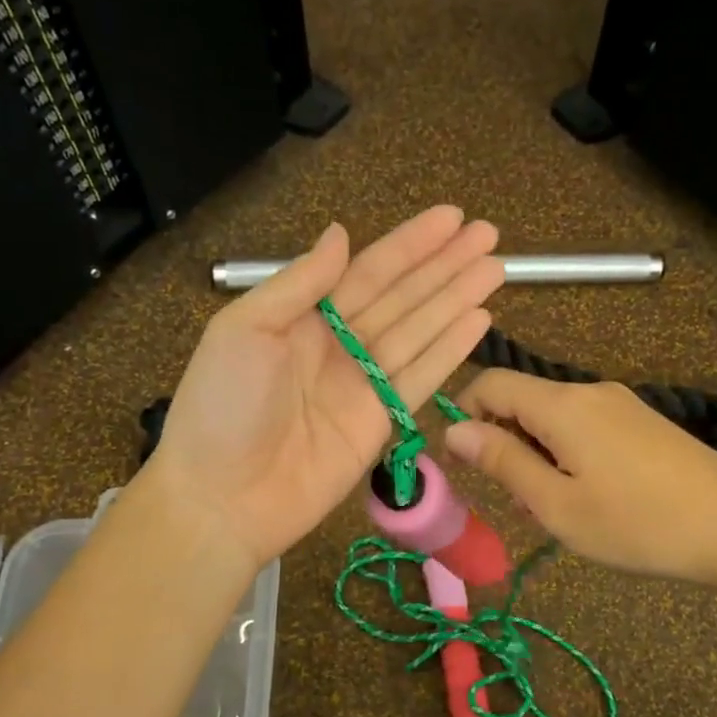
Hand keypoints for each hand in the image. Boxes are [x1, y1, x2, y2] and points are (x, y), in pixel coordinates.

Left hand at [143, 208, 502, 569]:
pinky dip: (450, 350)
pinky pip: (421, 377)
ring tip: (495, 270)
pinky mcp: (380, 422)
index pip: (368, 271)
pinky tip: (478, 321)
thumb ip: (299, 283)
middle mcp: (339, 344)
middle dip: (445, 266)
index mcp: (303, 317)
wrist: (222, 498)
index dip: (411, 245)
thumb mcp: (245, 330)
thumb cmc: (221, 407)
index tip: (452, 218)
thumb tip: (341, 233)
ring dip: (457, 300)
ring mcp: (363, 384)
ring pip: (420, 332)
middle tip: (490, 236)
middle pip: (403, 297)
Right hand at [444, 371, 716, 592]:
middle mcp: (590, 391)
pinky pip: (585, 426)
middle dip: (504, 442)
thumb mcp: (557, 505)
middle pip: (524, 400)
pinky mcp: (643, 422)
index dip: (463, 413)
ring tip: (556, 507)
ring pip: (554, 417)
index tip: (461, 461)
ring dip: (537, 454)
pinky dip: (567, 453)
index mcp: (563, 405)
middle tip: (518, 501)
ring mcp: (622, 404)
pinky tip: (590, 496)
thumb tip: (454, 431)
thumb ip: (503, 463)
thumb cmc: (637, 524)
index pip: (492, 383)